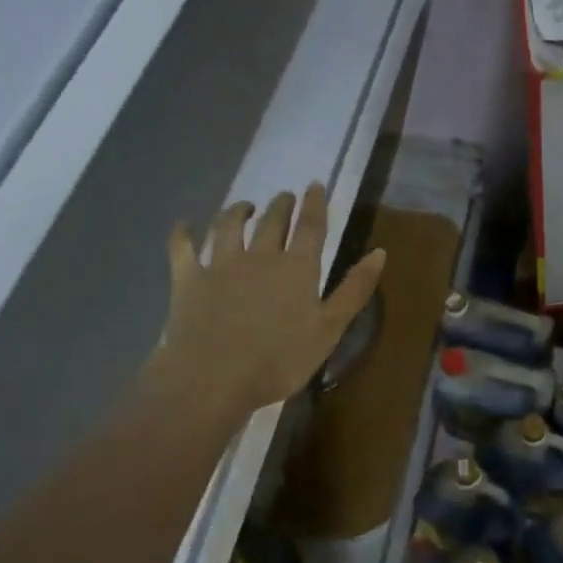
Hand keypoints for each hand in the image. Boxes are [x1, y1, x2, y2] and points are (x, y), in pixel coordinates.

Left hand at [151, 184, 384, 414]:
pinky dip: (183, 233)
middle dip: (281, 205)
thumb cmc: (280, 360)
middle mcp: (259, 256)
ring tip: (245, 207)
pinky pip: (182, 247)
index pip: (311, 227)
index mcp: (297, 268)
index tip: (315, 185)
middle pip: (272, 222)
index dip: (315, 204)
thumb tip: (380, 252)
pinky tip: (184, 225)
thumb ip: (354, 290)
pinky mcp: (188, 279)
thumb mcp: (329, 330)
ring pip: (229, 225)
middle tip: (285, 197)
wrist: (213, 377)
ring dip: (238, 211)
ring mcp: (220, 264)